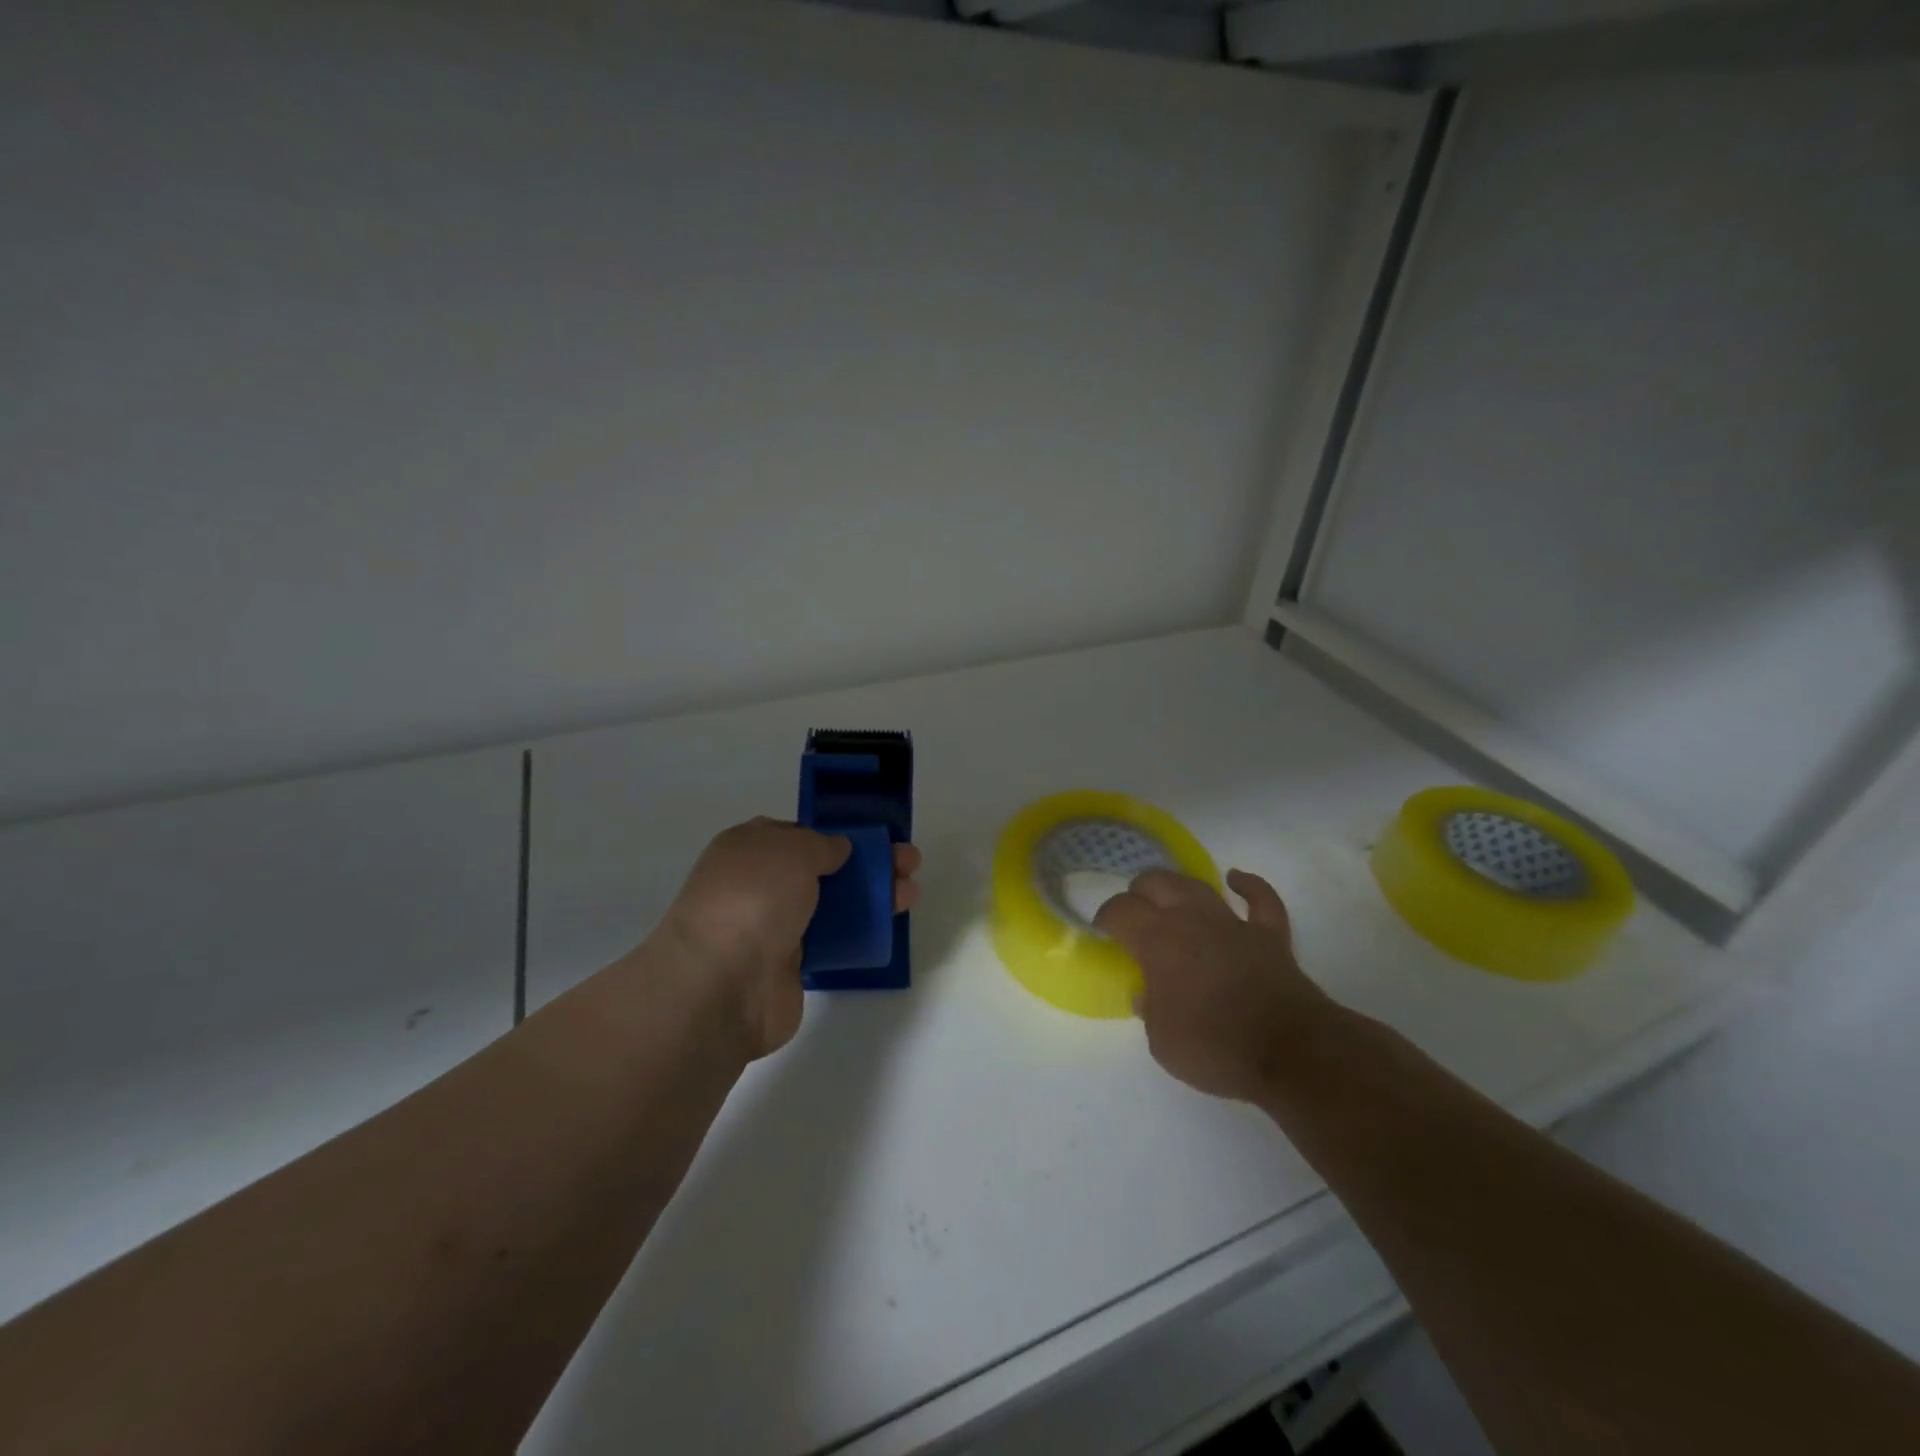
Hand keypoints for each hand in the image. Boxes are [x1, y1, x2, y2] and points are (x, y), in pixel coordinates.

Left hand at [661, 818, 922, 1059]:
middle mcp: (759, 884)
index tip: (874, 838)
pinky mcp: (791, 965)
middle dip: (867, 864)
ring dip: (872, 897)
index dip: (838, 833)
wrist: (722, 985)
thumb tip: (838, 850)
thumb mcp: (792, 849)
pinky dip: (859, 932)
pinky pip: (831, 940)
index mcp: (749, 848)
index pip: (798, 834)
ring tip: (911, 894)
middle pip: (822, 869)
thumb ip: (821, 844)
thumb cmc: (753, 899)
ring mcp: (774, 926)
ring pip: (832, 904)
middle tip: (909, 863)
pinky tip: (888, 926)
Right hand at [1094, 868, 1328, 1102]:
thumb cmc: (1216, 1048)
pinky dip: (1248, 886)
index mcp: (1158, 942)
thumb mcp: (1162, 1043)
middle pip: (1156, 884)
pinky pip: (1260, 899)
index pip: (1121, 911)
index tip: (1103, 929)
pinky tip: (1236, 879)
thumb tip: (1145, 994)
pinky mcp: (1269, 934)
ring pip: (1198, 885)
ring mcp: (1233, 923)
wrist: (1291, 1052)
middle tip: (1134, 912)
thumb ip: (1149, 1010)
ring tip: (1168, 894)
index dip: (1107, 916)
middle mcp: (1191, 920)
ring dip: (1178, 886)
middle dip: (1139, 892)